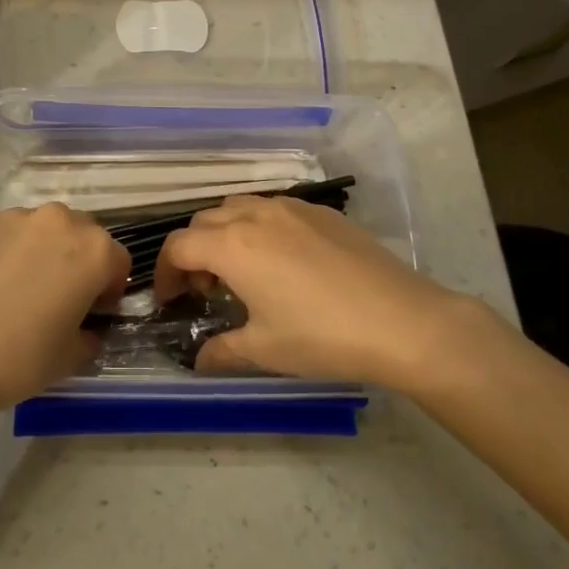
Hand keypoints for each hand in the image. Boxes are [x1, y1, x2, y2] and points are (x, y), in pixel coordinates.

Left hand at [0, 205, 128, 421]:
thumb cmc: (17, 359)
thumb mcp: (70, 358)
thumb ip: (90, 335)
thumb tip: (85, 329)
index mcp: (92, 250)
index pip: (118, 261)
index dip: (109, 289)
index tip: (92, 313)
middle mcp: (57, 221)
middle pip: (81, 235)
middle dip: (77, 261)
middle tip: (58, 298)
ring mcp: (12, 218)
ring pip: (40, 230)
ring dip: (40, 252)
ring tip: (16, 290)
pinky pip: (3, 235)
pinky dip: (4, 253)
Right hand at [153, 195, 503, 388]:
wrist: (402, 320)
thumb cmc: (322, 336)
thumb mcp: (265, 350)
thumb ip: (222, 351)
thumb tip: (200, 361)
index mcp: (233, 245)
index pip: (178, 246)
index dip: (165, 273)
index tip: (171, 301)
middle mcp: (256, 215)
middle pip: (205, 221)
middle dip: (194, 252)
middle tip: (206, 291)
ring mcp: (292, 208)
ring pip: (239, 207)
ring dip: (225, 234)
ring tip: (242, 272)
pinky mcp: (322, 212)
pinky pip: (274, 209)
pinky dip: (259, 228)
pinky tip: (283, 263)